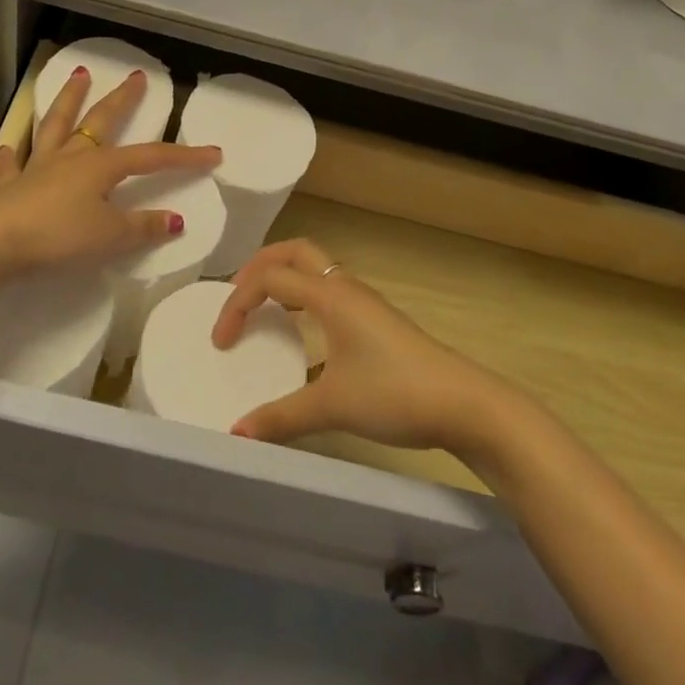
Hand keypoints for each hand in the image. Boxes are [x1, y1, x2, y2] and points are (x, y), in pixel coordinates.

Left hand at [0, 64, 220, 276]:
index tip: (213, 153)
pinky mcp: (12, 185)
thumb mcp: (110, 237)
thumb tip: (176, 220)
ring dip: (69, 100)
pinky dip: (16, 154)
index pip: (151, 157)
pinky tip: (12, 146)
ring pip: (57, 125)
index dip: (184, 156)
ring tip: (77, 75)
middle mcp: (72, 157)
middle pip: (101, 120)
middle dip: (122, 98)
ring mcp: (39, 167)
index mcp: (101, 166)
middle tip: (136, 76)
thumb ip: (143, 227)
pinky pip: (15, 164)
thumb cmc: (59, 237)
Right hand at [211, 239, 508, 455]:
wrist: (462, 403)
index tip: (222, 341)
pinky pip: (329, 292)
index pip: (270, 277)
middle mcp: (344, 288)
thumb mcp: (332, 406)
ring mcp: (363, 302)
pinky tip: (301, 339)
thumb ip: (281, 418)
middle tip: (236, 296)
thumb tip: (236, 433)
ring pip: (314, 270)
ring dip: (283, 279)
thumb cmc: (394, 394)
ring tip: (262, 309)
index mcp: (330, 296)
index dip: (237, 302)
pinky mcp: (375, 320)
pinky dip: (304, 300)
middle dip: (259, 266)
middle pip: (294, 252)